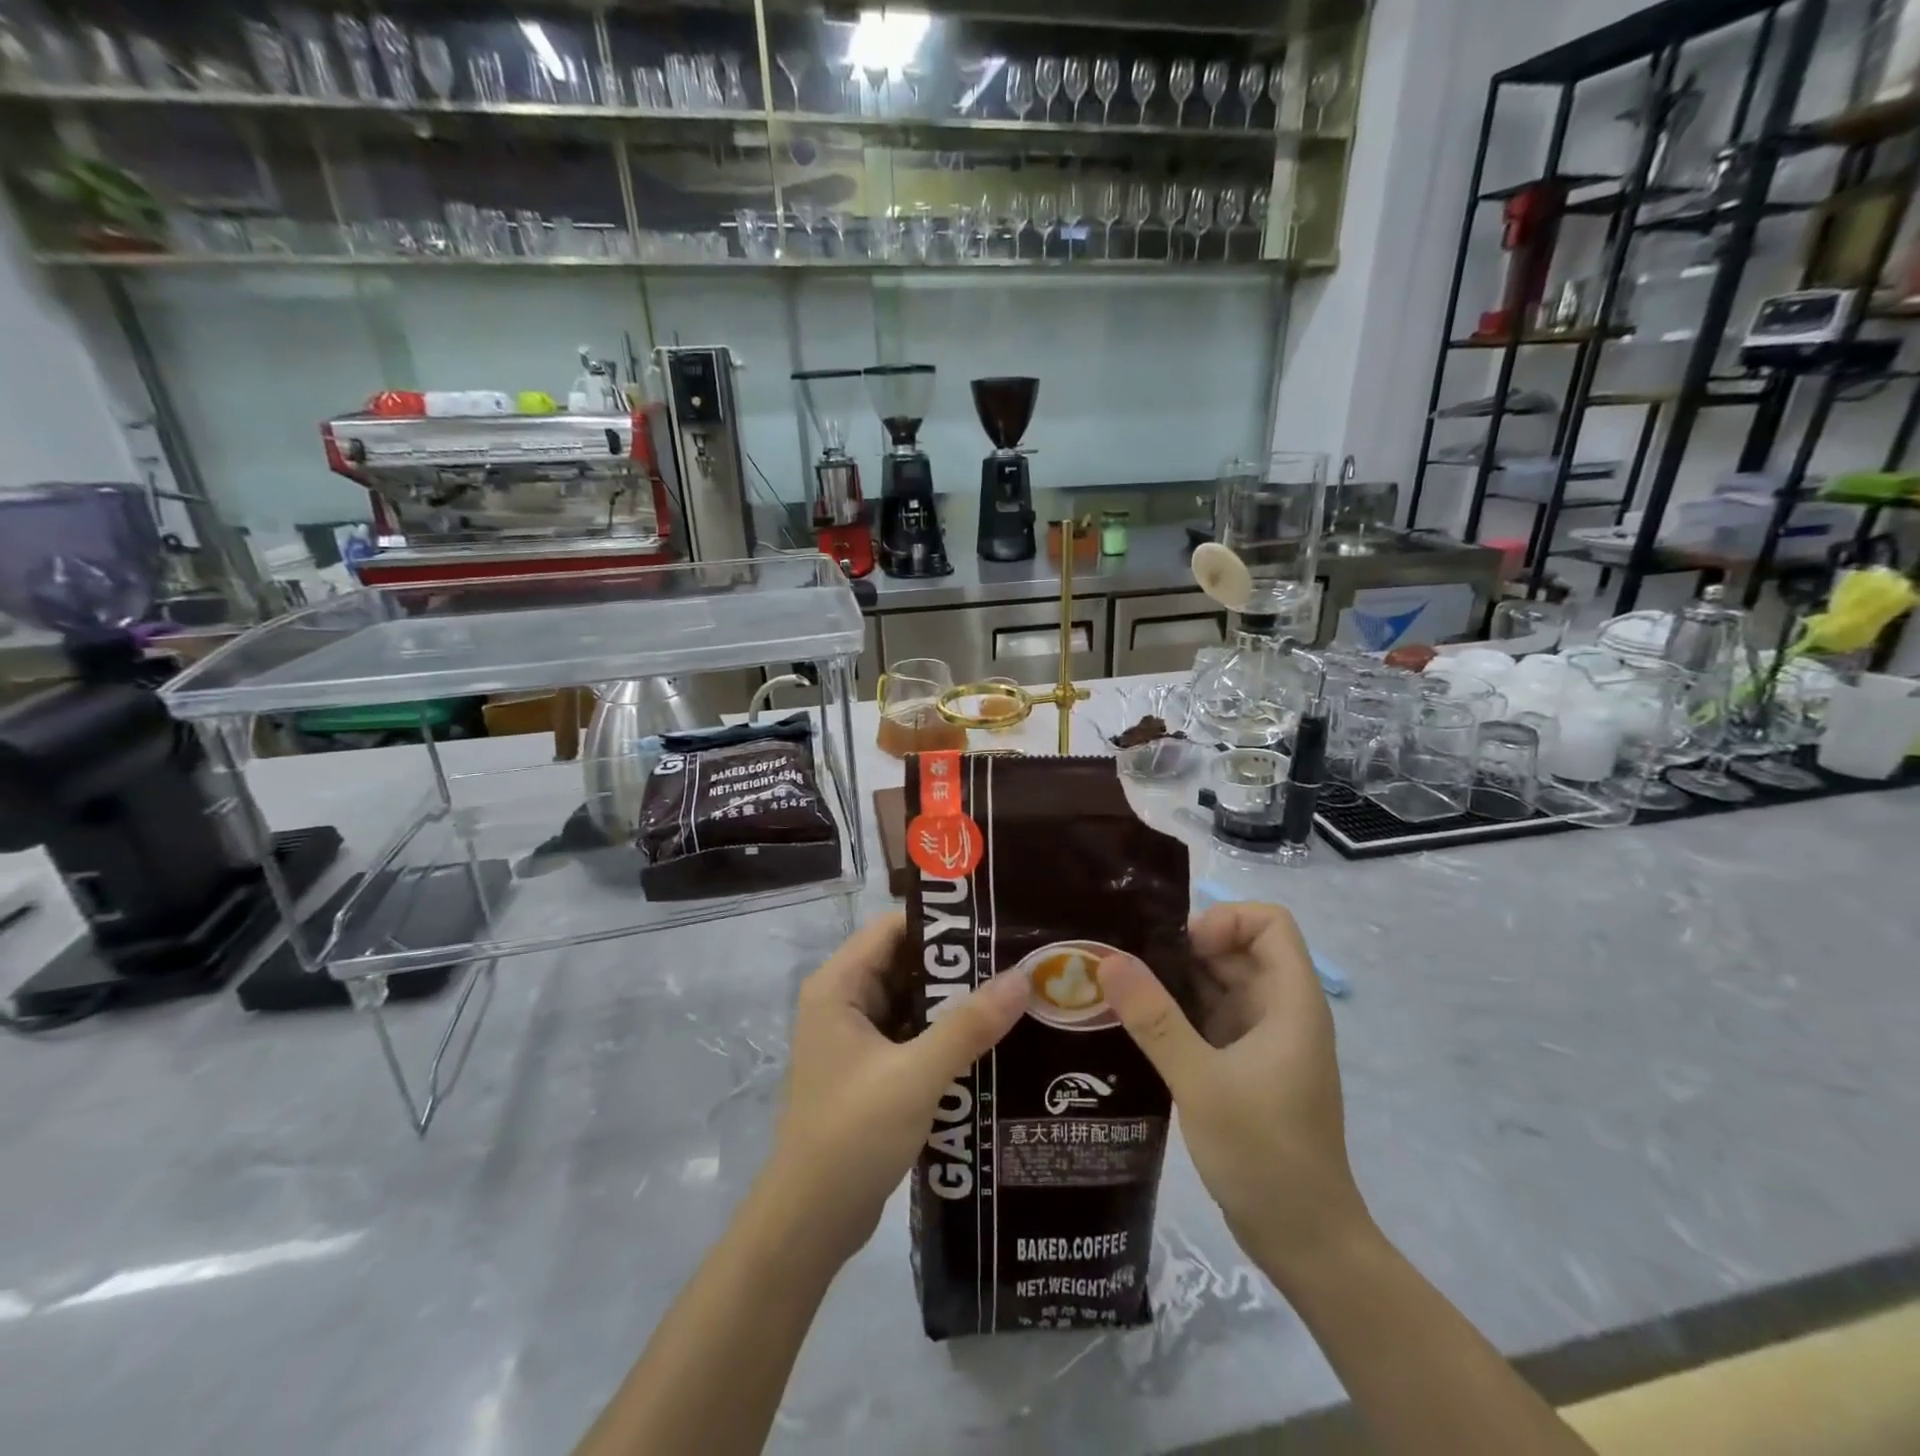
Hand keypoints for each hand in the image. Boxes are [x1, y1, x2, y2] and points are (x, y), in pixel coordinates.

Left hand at [762, 912, 1027, 1266]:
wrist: (810, 1223)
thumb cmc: (853, 1133)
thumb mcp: (916, 1074)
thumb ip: (969, 1025)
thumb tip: (1023, 977)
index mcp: (839, 986)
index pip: (893, 928)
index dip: (942, 923)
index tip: (995, 925)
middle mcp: (844, 1002)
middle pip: (906, 964)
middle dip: (958, 965)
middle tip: (1016, 961)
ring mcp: (856, 1039)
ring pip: (913, 1003)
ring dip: (955, 1003)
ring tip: (1014, 995)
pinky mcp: (871, 1071)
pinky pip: (913, 1036)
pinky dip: (945, 1036)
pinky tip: (991, 1041)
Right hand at [1097, 902, 1369, 1282]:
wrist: (1304, 1242)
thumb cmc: (1263, 1154)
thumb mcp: (1201, 1081)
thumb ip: (1154, 1018)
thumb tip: (1109, 959)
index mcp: (1290, 1002)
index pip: (1270, 922)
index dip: (1226, 920)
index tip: (1182, 950)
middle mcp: (1280, 1011)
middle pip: (1238, 949)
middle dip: (1186, 949)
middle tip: (1130, 967)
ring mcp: (1264, 1039)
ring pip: (1220, 984)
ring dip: (1176, 982)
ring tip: (1122, 992)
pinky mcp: (1246, 1065)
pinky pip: (1211, 1017)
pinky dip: (1178, 1013)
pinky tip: (1137, 1027)